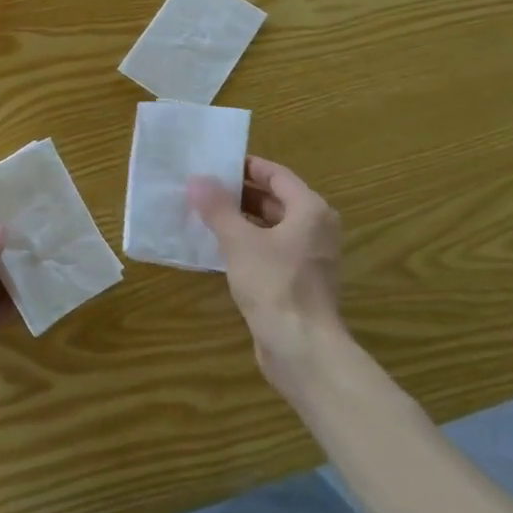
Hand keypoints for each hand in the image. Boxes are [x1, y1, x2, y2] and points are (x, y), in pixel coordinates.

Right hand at [188, 156, 347, 387]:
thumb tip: (196, 180)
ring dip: (241, 220)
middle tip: (203, 188)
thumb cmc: (274, 284)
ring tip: (205, 215)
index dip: (247, 166)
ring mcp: (310, 258)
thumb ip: (218, 208)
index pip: (277, 175)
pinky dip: (248, 244)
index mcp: (310, 210)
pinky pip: (271, 251)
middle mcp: (316, 229)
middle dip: (240, 193)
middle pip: (275, 200)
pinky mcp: (299, 282)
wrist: (302, 348)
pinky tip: (219, 249)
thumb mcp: (239, 242)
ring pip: (272, 227)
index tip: (216, 164)